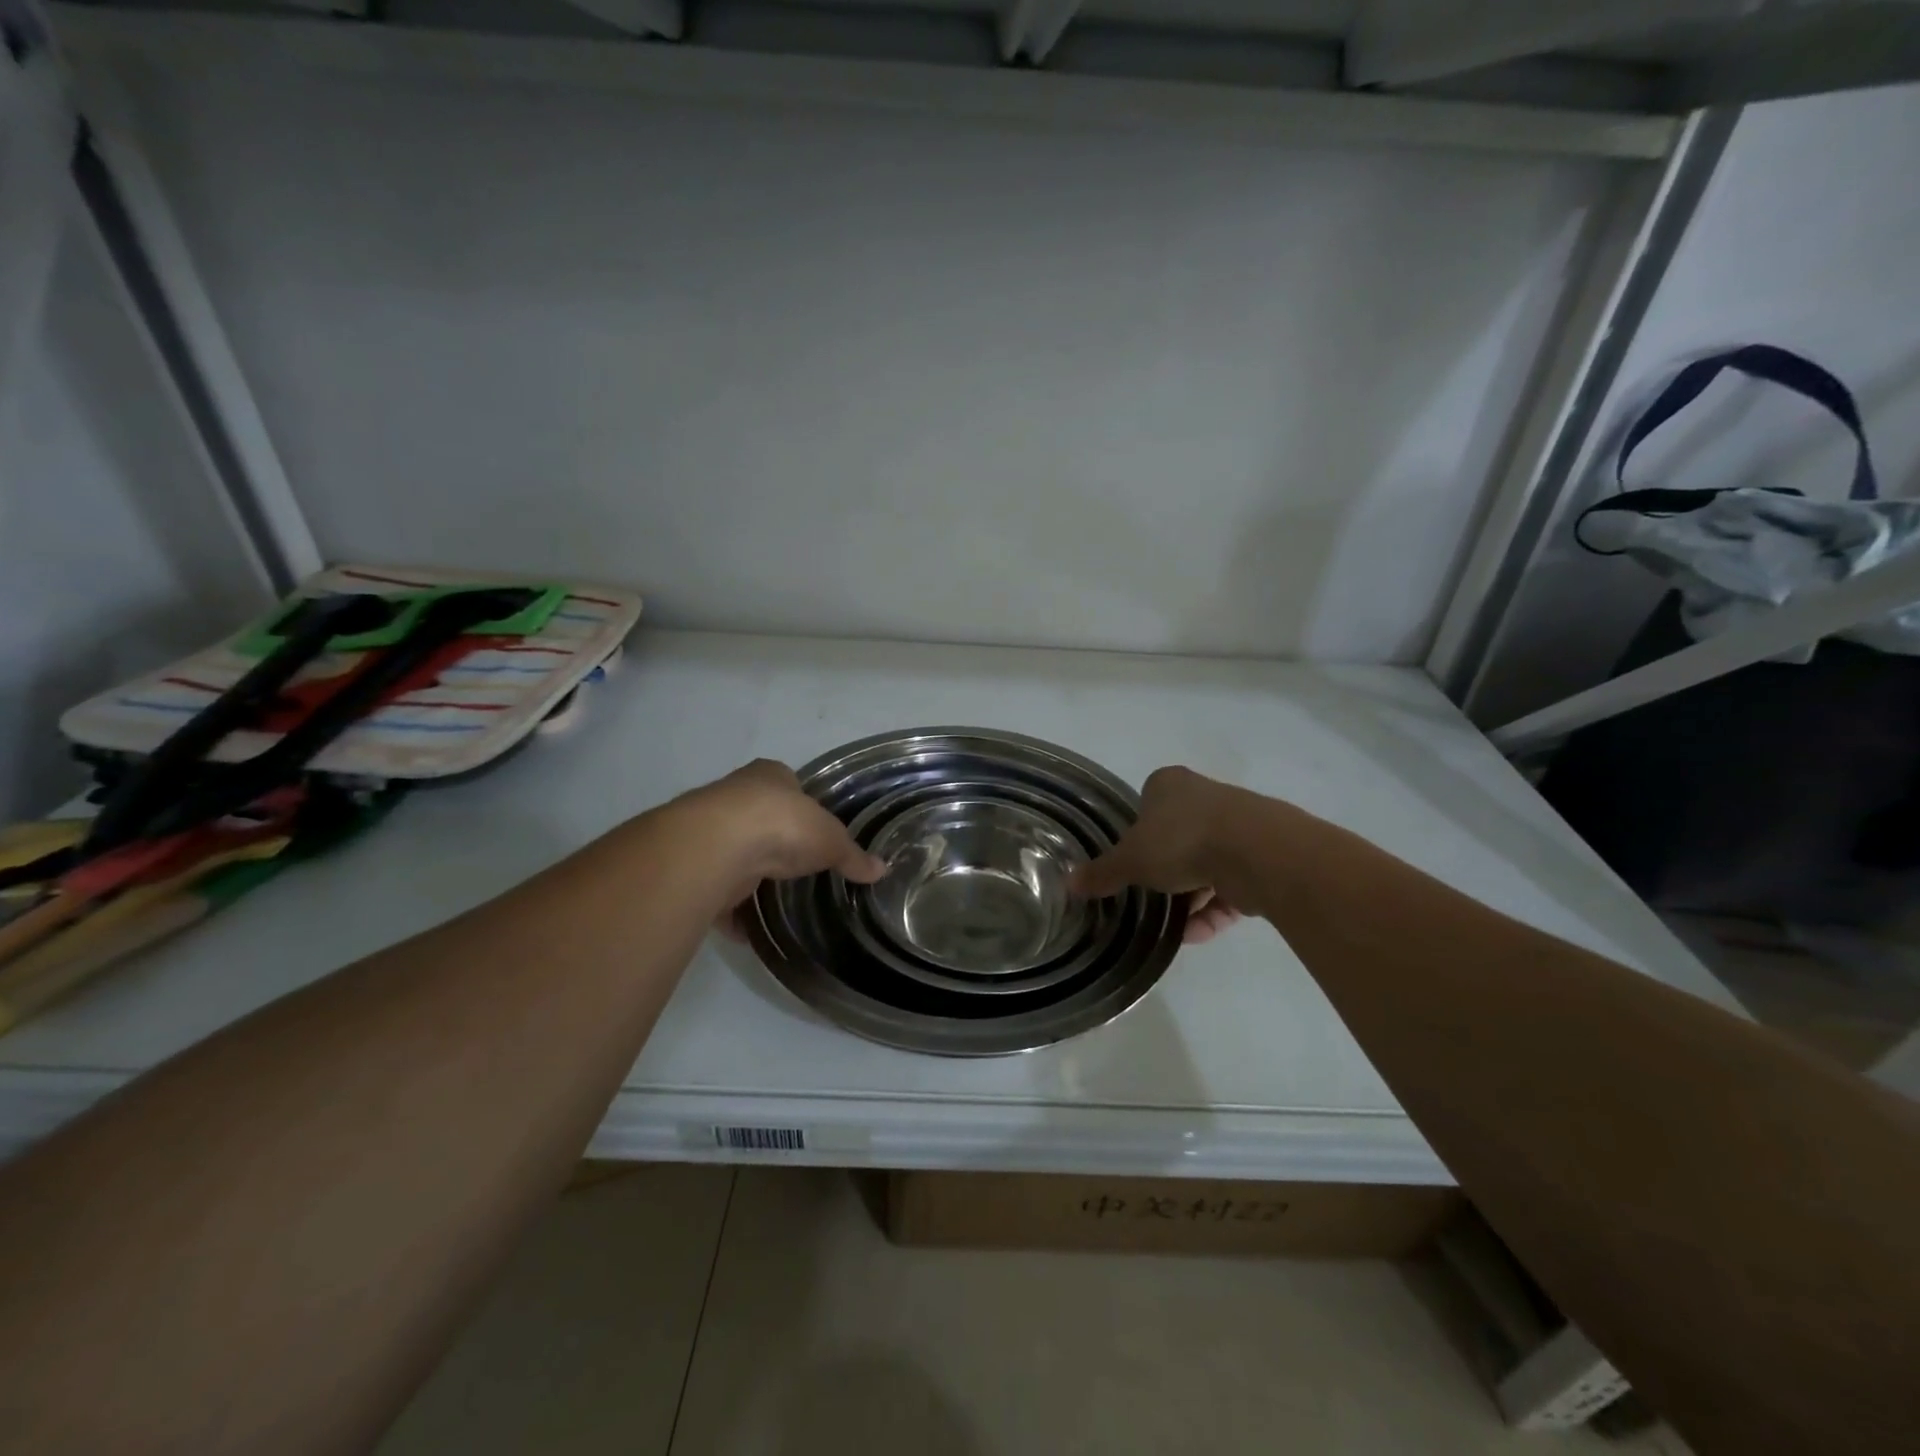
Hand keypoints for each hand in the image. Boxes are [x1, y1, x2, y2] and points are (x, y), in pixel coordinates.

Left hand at [675, 760, 885, 941]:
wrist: (716, 848)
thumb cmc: (782, 826)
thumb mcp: (831, 840)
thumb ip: (852, 855)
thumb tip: (881, 869)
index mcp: (769, 776)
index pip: (787, 784)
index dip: (801, 805)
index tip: (813, 830)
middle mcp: (735, 796)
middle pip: (758, 818)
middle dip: (774, 841)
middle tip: (796, 867)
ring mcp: (710, 830)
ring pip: (733, 853)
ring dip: (749, 875)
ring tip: (774, 898)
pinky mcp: (694, 866)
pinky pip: (716, 891)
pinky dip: (730, 910)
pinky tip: (747, 929)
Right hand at [1069, 766, 1243, 944]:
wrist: (1256, 852)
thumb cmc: (1180, 841)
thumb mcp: (1130, 860)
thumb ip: (1102, 873)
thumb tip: (1070, 883)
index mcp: (1169, 785)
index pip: (1147, 805)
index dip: (1137, 834)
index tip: (1132, 864)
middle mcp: (1205, 797)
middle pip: (1178, 836)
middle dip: (1166, 870)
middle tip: (1150, 897)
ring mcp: (1237, 826)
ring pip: (1206, 864)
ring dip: (1190, 897)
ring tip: (1174, 927)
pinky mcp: (1261, 857)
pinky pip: (1231, 886)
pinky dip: (1214, 910)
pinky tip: (1196, 934)